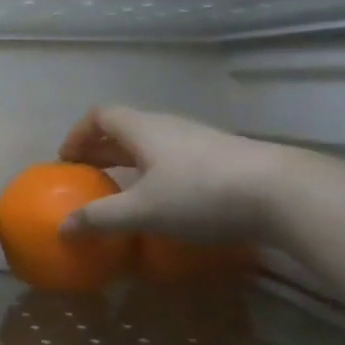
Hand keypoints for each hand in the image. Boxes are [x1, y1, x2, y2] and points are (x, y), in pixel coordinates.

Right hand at [56, 105, 291, 241]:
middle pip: (124, 128)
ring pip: (151, 143)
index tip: (66, 159)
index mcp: (143, 128)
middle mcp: (167, 126)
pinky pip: (173, 157)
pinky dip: (155, 172)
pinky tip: (164, 200)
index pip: (100, 115)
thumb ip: (101, 218)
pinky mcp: (221, 158)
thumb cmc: (201, 194)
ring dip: (128, 160)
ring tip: (120, 189)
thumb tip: (63, 228)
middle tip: (86, 175)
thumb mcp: (144, 210)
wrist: (281, 192)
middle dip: (100, 149)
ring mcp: (197, 140)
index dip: (78, 133)